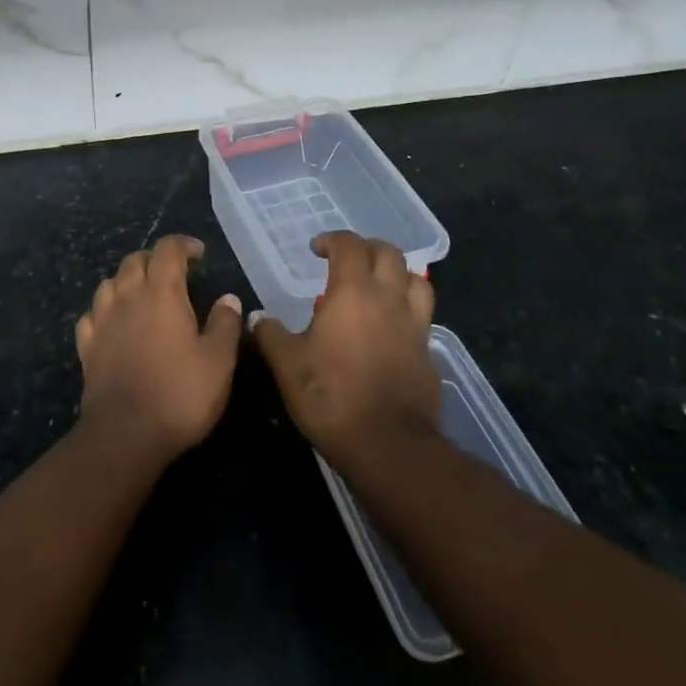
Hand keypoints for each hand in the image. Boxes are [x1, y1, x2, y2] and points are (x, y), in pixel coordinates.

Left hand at [75, 234, 241, 461]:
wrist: (125, 434)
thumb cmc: (179, 394)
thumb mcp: (218, 361)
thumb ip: (225, 324)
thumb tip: (228, 298)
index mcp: (162, 293)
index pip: (168, 249)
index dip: (184, 244)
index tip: (199, 254)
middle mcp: (128, 297)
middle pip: (134, 260)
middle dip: (154, 258)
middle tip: (173, 273)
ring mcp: (102, 321)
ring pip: (108, 283)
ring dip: (126, 280)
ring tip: (142, 294)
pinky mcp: (86, 346)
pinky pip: (91, 314)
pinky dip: (104, 310)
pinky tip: (113, 323)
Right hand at [251, 231, 438, 464]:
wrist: (388, 445)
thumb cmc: (332, 395)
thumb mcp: (287, 365)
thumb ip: (270, 335)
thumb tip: (256, 318)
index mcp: (353, 291)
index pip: (349, 246)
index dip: (332, 240)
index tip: (316, 249)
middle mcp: (389, 298)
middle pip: (389, 253)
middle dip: (367, 248)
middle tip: (347, 260)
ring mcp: (414, 325)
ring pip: (416, 280)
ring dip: (396, 273)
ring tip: (378, 284)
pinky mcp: (428, 352)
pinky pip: (422, 315)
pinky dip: (407, 308)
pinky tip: (392, 325)